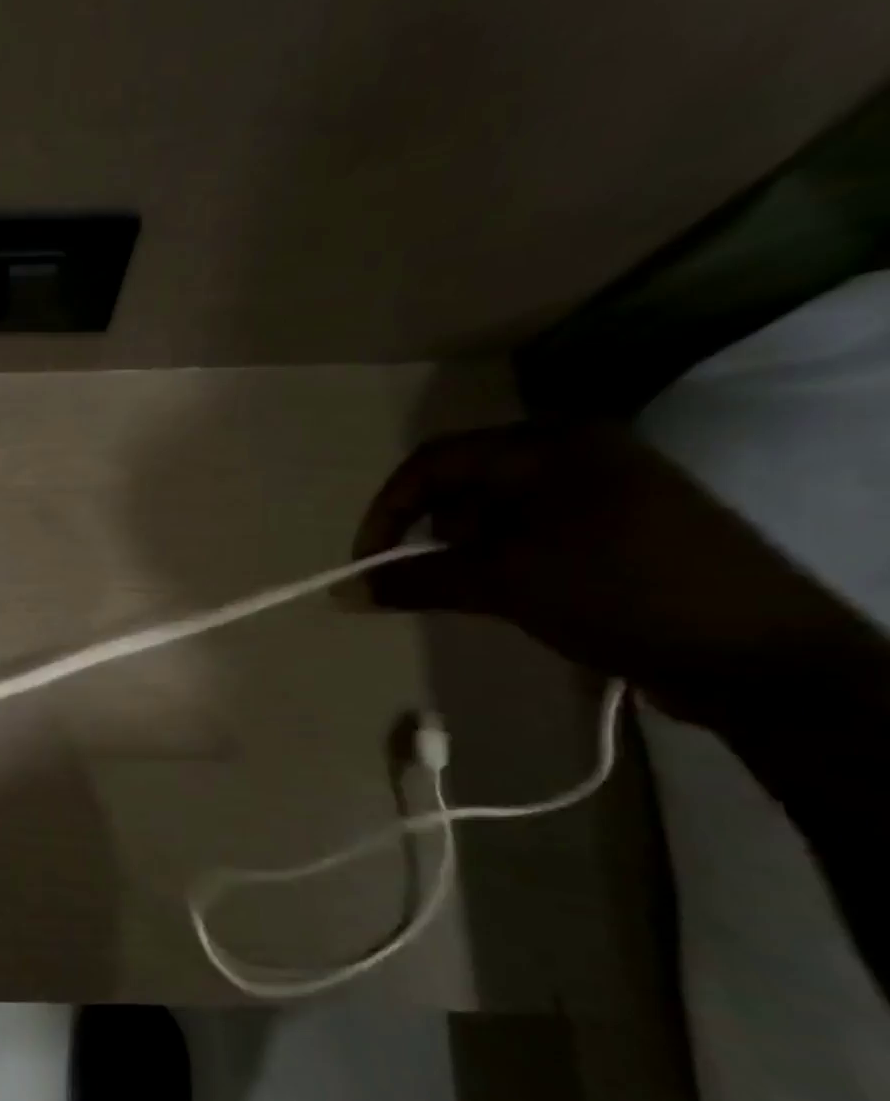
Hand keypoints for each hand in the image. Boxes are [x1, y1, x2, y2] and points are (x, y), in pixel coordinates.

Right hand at [353, 423, 863, 717]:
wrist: (757, 654)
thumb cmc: (615, 594)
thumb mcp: (502, 582)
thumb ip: (414, 580)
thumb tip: (343, 592)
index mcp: (549, 446)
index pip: (434, 462)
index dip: (387, 510)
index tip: (366, 564)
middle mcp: (575, 454)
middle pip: (465, 483)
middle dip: (429, 532)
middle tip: (420, 581)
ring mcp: (603, 490)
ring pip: (498, 510)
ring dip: (466, 549)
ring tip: (469, 593)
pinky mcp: (619, 527)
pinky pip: (533, 531)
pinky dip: (503, 558)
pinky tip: (509, 594)